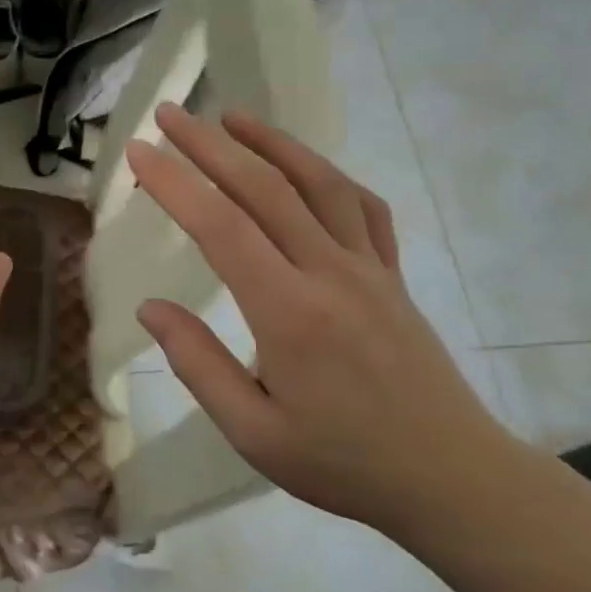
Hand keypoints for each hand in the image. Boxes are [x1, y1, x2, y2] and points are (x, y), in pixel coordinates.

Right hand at [127, 104, 515, 534]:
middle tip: (170, 114)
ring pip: (317, 183)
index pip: (221, 228)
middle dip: (209, 145)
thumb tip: (150, 308)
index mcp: (289, 314)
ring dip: (271, 142)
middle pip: (263, 188)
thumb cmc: (343, 462)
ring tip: (231, 116)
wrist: (451, 478)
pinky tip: (305, 166)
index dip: (175, 183)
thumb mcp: (254, 433)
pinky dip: (328, 174)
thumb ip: (198, 364)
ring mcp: (369, 267)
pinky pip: (362, 207)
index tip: (139, 152)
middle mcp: (329, 274)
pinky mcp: (393, 274)